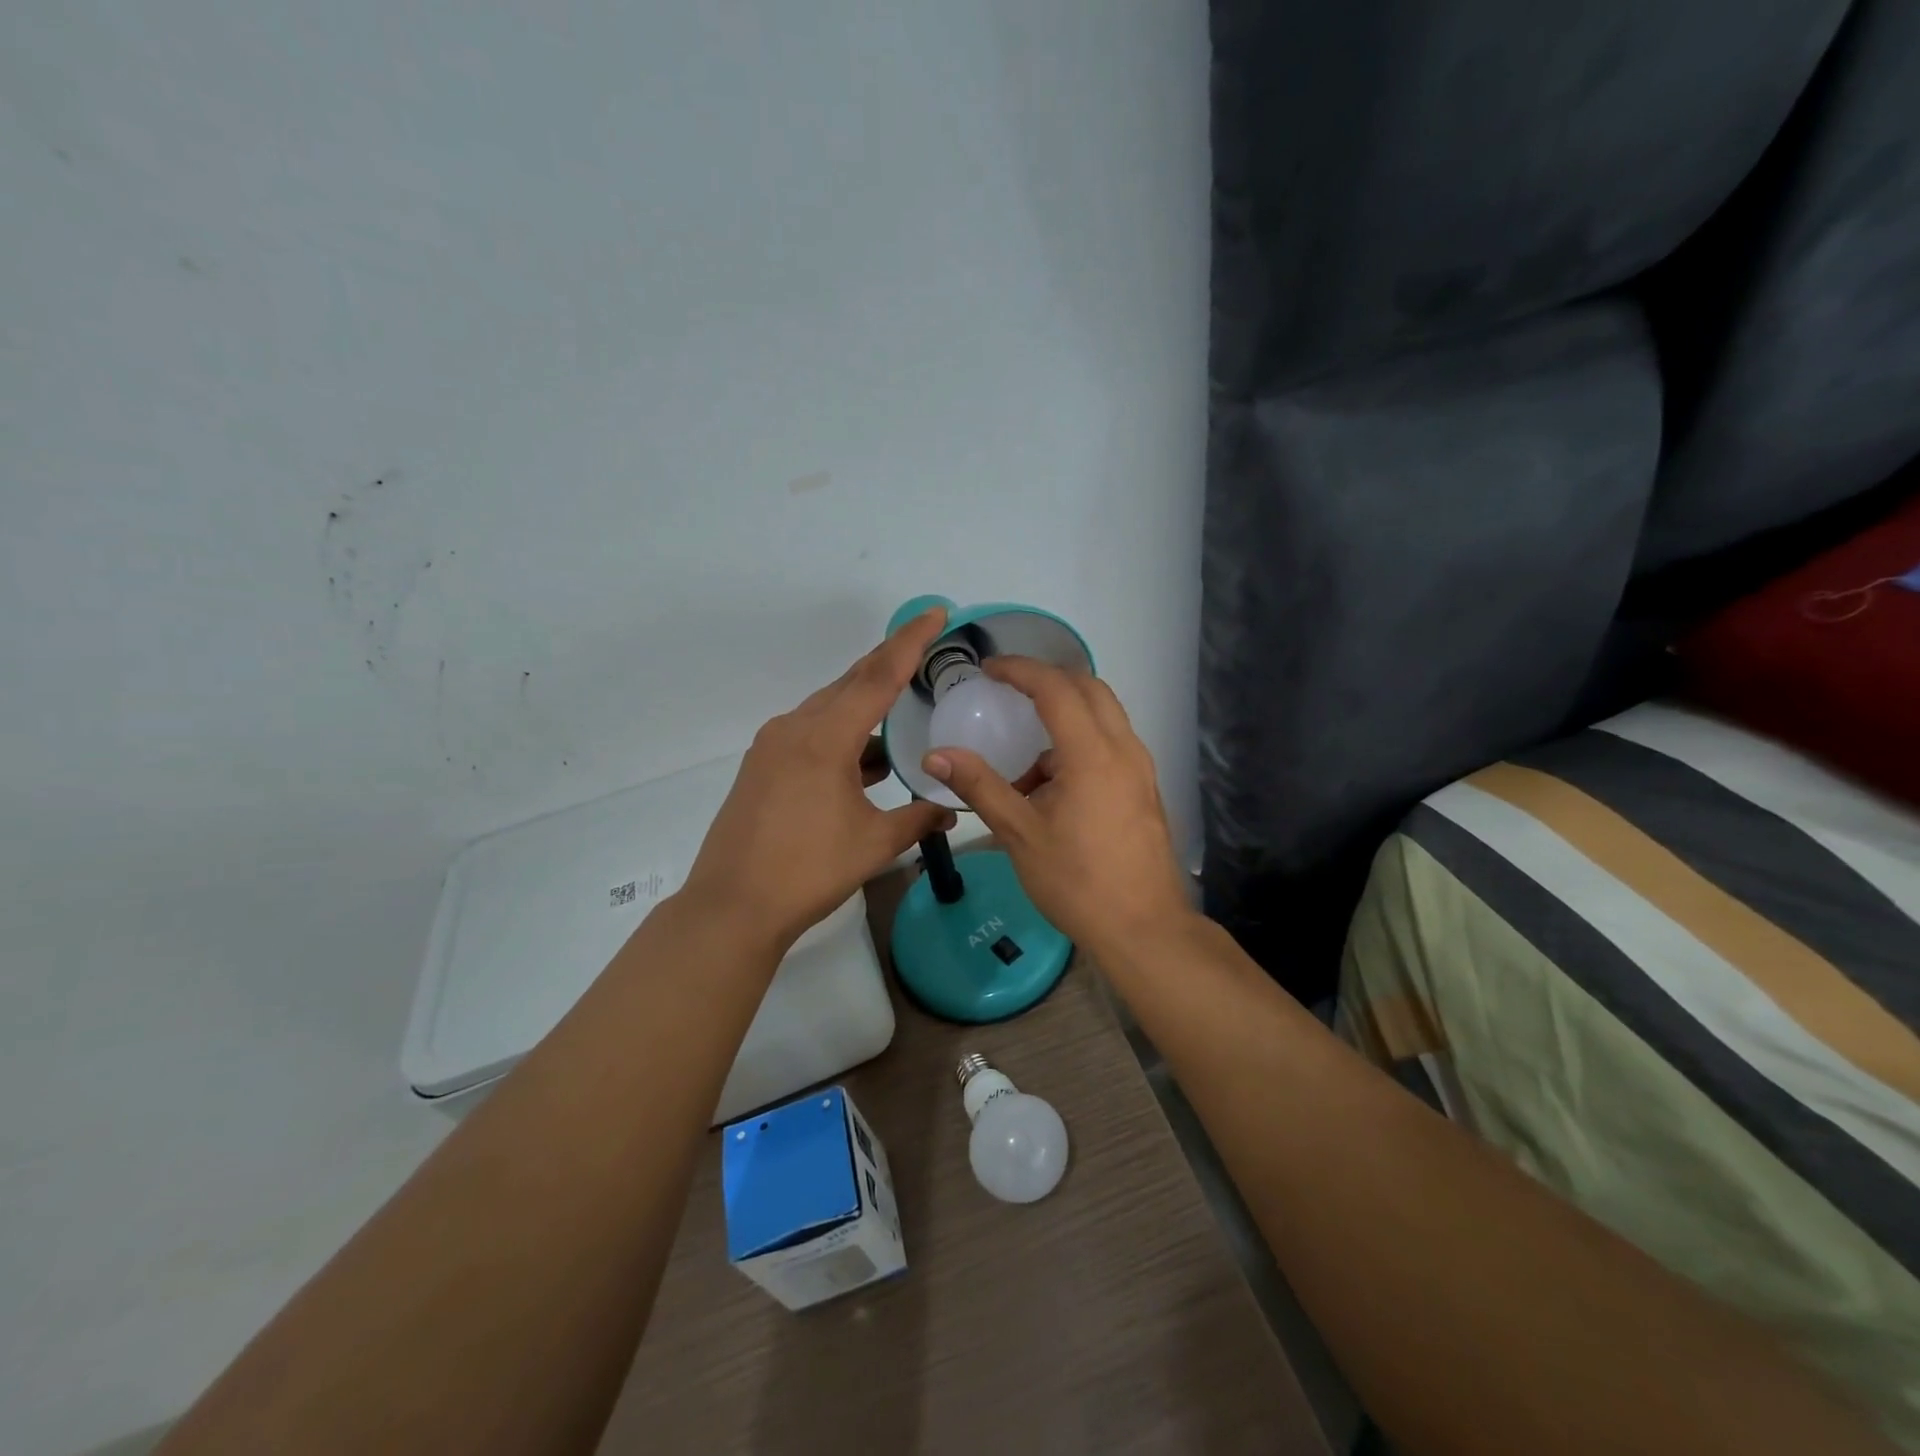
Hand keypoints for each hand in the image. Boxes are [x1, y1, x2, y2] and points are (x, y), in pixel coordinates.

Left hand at [681, 608, 957, 952]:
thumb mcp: (875, 843)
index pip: (878, 676)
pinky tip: (865, 759)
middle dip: (889, 665)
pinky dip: (843, 735)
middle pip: (850, 683)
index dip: (911, 642)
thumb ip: (918, 817)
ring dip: (865, 707)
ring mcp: (773, 745)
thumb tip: (952, 809)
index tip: (935, 612)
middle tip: (926, 651)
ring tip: (902, 714)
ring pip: (829, 709)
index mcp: (825, 737)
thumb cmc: (808, 870)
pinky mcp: (762, 765)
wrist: (732, 906)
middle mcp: (795, 728)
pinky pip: (811, 732)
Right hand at [922, 658, 1191, 954]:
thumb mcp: (1020, 834)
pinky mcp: (1145, 788)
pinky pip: (1111, 744)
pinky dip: (1080, 744)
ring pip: (1104, 716)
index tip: (989, 670)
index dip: (1020, 670)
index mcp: (1093, 754)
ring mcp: (1141, 768)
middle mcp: (1125, 749)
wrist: (1144, 929)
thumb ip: (979, 786)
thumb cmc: (1078, 882)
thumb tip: (935, 756)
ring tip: (1025, 760)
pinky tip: (1052, 787)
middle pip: (1089, 688)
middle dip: (1047, 681)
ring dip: (1065, 717)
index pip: (1055, 687)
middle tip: (1009, 692)